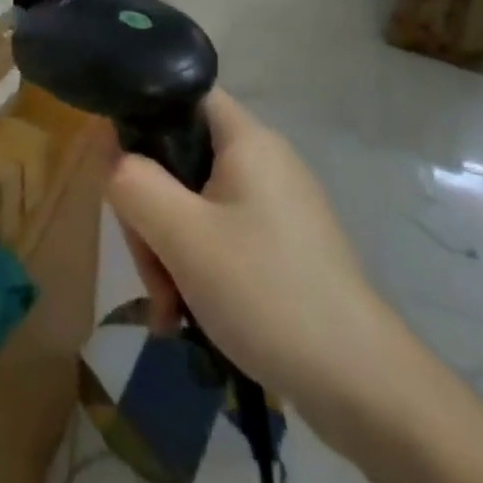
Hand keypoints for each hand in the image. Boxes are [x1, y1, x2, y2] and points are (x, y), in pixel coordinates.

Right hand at [107, 90, 398, 442]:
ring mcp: (274, 206)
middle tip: (149, 268)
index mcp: (246, 140)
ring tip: (168, 309)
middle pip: (179, 157)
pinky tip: (185, 315)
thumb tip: (115, 162)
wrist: (366, 389)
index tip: (116, 167)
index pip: (181, 93)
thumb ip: (134, 183)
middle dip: (150, 211)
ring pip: (193, 203)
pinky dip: (194, 267)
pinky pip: (218, 235)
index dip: (140, 116)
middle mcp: (262, 161)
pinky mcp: (281, 246)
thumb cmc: (268, 293)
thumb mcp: (182, 235)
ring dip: (168, 249)